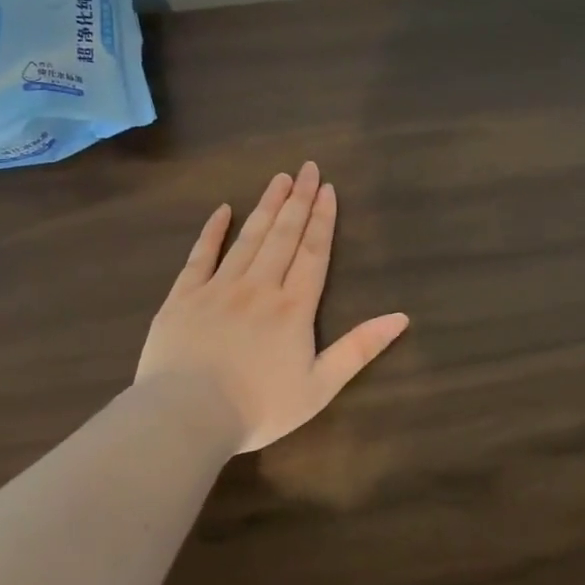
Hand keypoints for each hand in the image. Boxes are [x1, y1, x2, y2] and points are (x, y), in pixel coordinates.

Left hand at [136, 162, 409, 453]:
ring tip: (279, 179)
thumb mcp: (320, 386)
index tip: (328, 189)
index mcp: (293, 307)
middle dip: (299, 200)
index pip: (313, 252)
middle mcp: (259, 287)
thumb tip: (402, 317)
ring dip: (266, 206)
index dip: (323, 220)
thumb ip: (359, 349)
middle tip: (308, 168)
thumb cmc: (259, 407)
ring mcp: (218, 288)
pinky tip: (222, 210)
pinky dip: (212, 231)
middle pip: (283, 235)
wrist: (187, 417)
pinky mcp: (183, 297)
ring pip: (248, 238)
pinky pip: (200, 256)